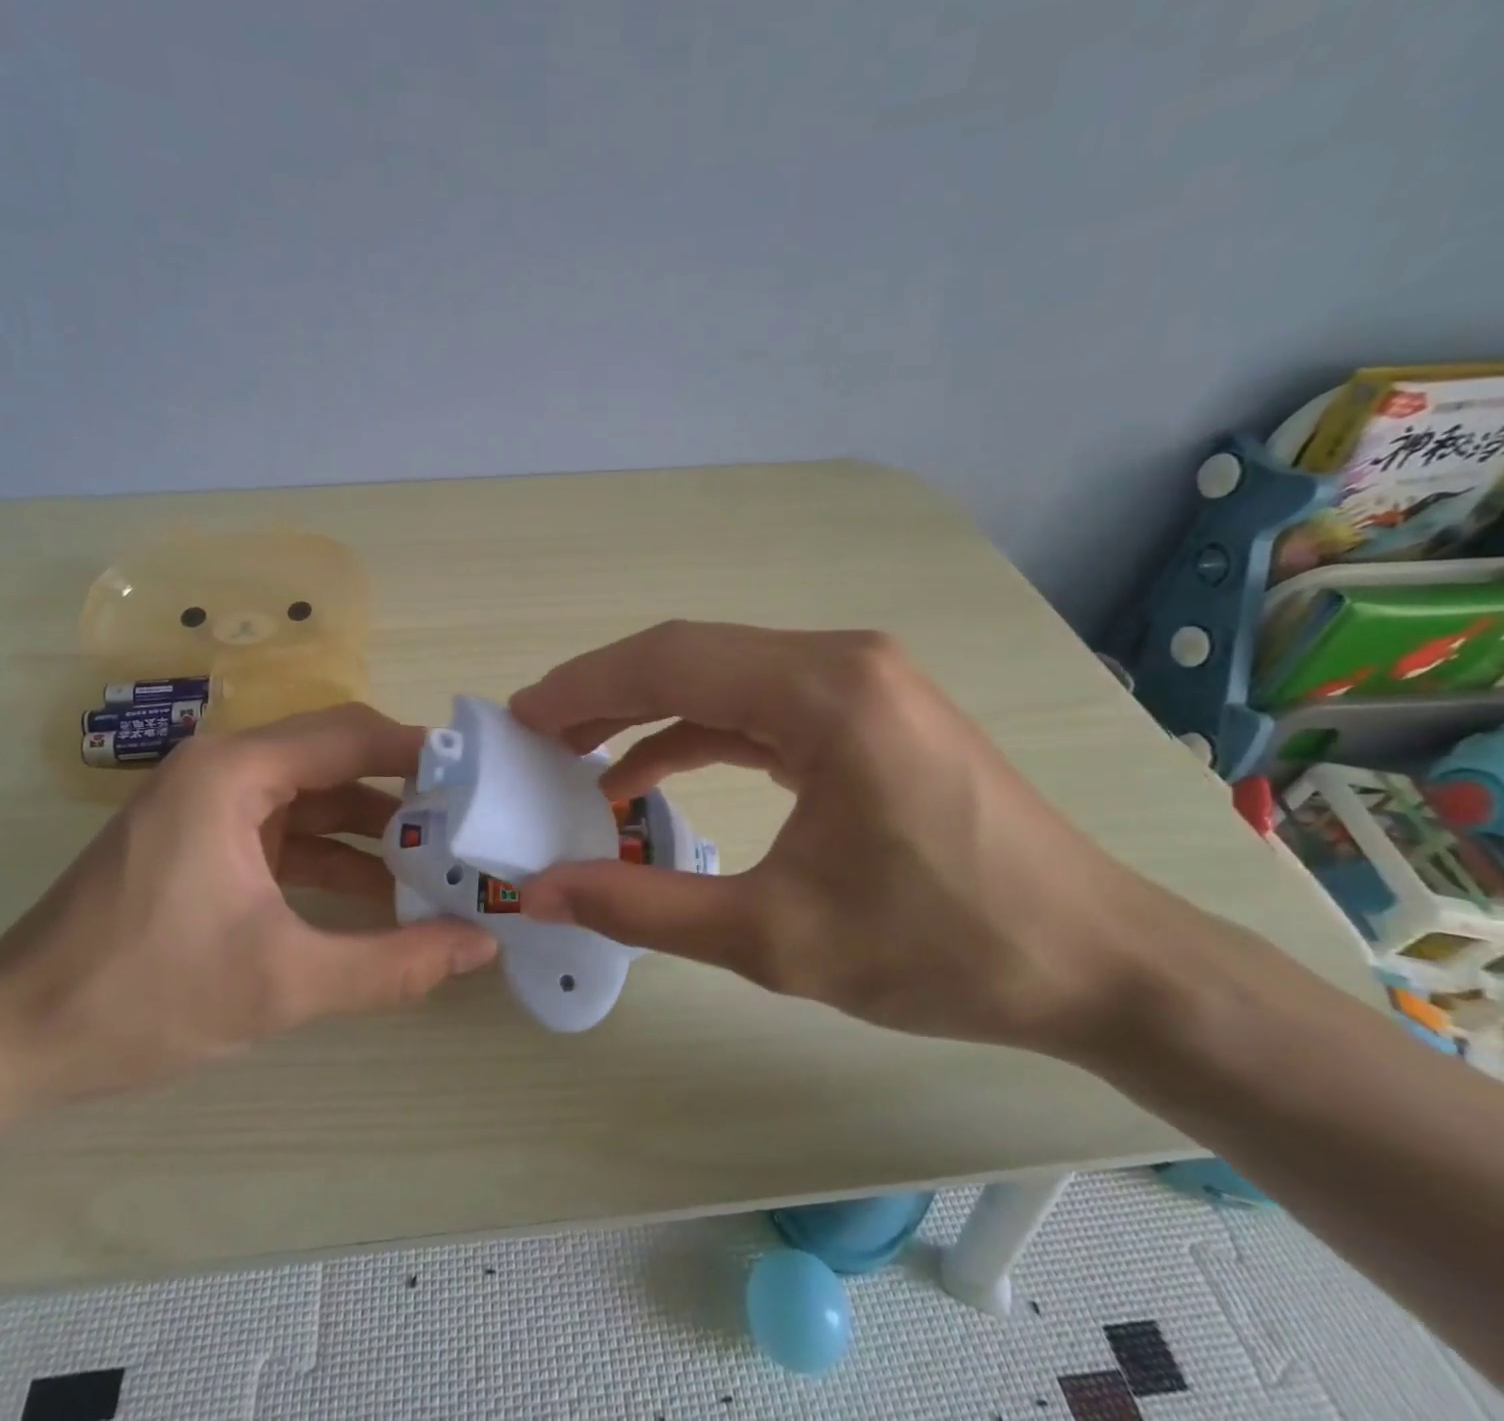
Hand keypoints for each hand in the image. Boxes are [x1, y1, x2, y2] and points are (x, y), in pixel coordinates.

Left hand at [0, 704, 498, 1104]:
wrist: (8, 1044)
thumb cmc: (142, 995)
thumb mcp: (283, 983)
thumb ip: (394, 964)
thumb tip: (482, 944)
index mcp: (234, 772)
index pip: (351, 734)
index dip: (421, 754)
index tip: (480, 782)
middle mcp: (223, 769)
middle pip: (337, 758)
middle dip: (405, 791)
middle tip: (468, 823)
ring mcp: (210, 805)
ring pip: (316, 797)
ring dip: (374, 828)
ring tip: (439, 860)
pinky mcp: (203, 841)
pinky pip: (288, 831)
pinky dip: (335, 855)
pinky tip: (381, 893)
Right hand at [511, 622, 1172, 1055]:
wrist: (1098, 962)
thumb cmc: (942, 949)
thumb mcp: (774, 939)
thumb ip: (643, 908)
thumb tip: (541, 891)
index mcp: (823, 692)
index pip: (668, 663)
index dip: (582, 687)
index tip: (519, 718)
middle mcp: (840, 661)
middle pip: (690, 656)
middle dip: (604, 693)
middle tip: (535, 736)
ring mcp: (861, 681)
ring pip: (721, 677)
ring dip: (646, 711)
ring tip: (578, 754)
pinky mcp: (868, 711)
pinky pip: (759, 706)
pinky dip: (698, 732)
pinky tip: (652, 773)